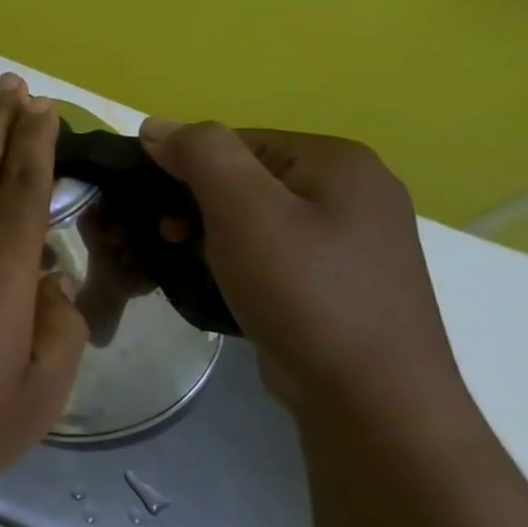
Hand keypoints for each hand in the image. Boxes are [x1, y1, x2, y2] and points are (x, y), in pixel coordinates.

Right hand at [137, 120, 469, 429]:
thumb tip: (156, 127)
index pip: (232, 142)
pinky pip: (271, 251)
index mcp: (337, 161)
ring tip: (190, 266)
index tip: (158, 212)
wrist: (371, 399)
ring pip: (252, 217)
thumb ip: (199, 154)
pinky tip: (221, 285)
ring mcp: (352, 238)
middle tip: (169, 240)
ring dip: (209, 235)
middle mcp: (353, 190)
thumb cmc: (304, 291)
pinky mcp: (340, 279)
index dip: (184, 169)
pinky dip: (236, 261)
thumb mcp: (243, 210)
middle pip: (242, 178)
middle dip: (195, 205)